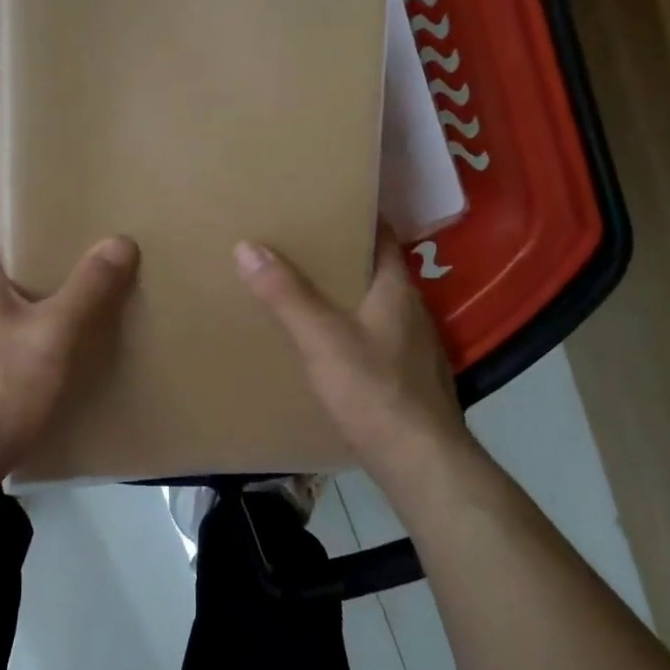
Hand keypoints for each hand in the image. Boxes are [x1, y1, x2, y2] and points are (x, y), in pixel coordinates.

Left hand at [0, 199, 138, 484]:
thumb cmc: (1, 388)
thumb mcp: (55, 336)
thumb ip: (88, 288)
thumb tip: (120, 242)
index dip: (3, 203)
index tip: (40, 199)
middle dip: (21, 247)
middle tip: (66, 245)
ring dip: (16, 288)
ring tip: (60, 293)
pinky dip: (8, 322)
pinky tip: (38, 345)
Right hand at [235, 226, 470, 473]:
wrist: (422, 465)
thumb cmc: (375, 392)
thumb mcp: (322, 339)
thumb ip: (286, 295)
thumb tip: (247, 246)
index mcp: (397, 291)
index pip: (382, 237)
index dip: (355, 217)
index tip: (321, 205)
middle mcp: (411, 312)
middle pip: (374, 270)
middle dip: (339, 256)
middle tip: (295, 245)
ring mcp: (412, 348)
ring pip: (373, 306)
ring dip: (343, 294)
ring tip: (300, 289)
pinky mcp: (407, 379)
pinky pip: (373, 337)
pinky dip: (349, 328)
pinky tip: (323, 342)